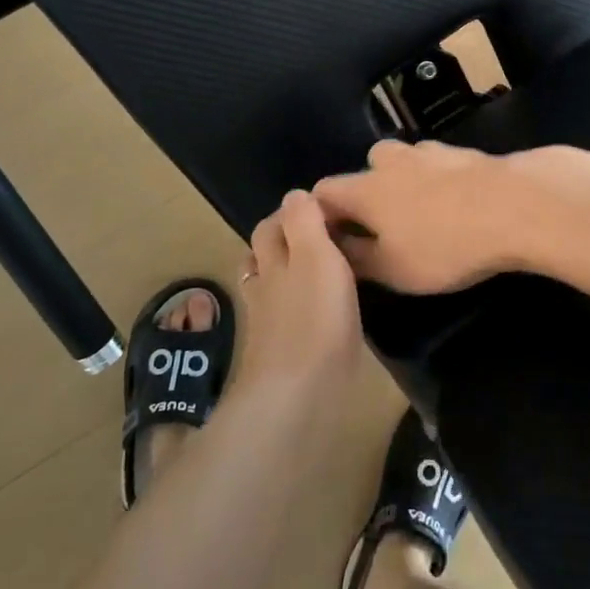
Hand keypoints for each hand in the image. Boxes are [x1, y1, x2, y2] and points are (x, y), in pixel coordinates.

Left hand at [235, 190, 363, 392]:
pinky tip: (316, 315)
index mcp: (274, 259)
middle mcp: (265, 286)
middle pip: (264, 254)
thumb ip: (305, 222)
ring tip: (316, 271)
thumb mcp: (316, 255)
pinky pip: (284, 319)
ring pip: (269, 287)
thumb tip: (296, 193)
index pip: (273, 224)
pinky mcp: (279, 354)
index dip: (292, 212)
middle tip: (322, 237)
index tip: (324, 211)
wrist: (298, 395)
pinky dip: (296, 308)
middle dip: (283, 240)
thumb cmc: (314, 318)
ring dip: (286, 274)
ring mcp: (268, 323)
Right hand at [313, 140, 560, 294]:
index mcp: (365, 189)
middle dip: (368, 194)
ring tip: (424, 213)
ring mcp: (431, 151)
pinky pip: (438, 164)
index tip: (335, 239)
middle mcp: (391, 161)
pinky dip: (439, 180)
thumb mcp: (394, 270)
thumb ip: (357, 258)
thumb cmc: (446, 245)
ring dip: (405, 182)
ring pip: (404, 162)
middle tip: (384, 228)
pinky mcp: (465, 152)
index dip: (323, 214)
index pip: (323, 191)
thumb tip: (337, 248)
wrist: (516, 206)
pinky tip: (458, 202)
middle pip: (366, 168)